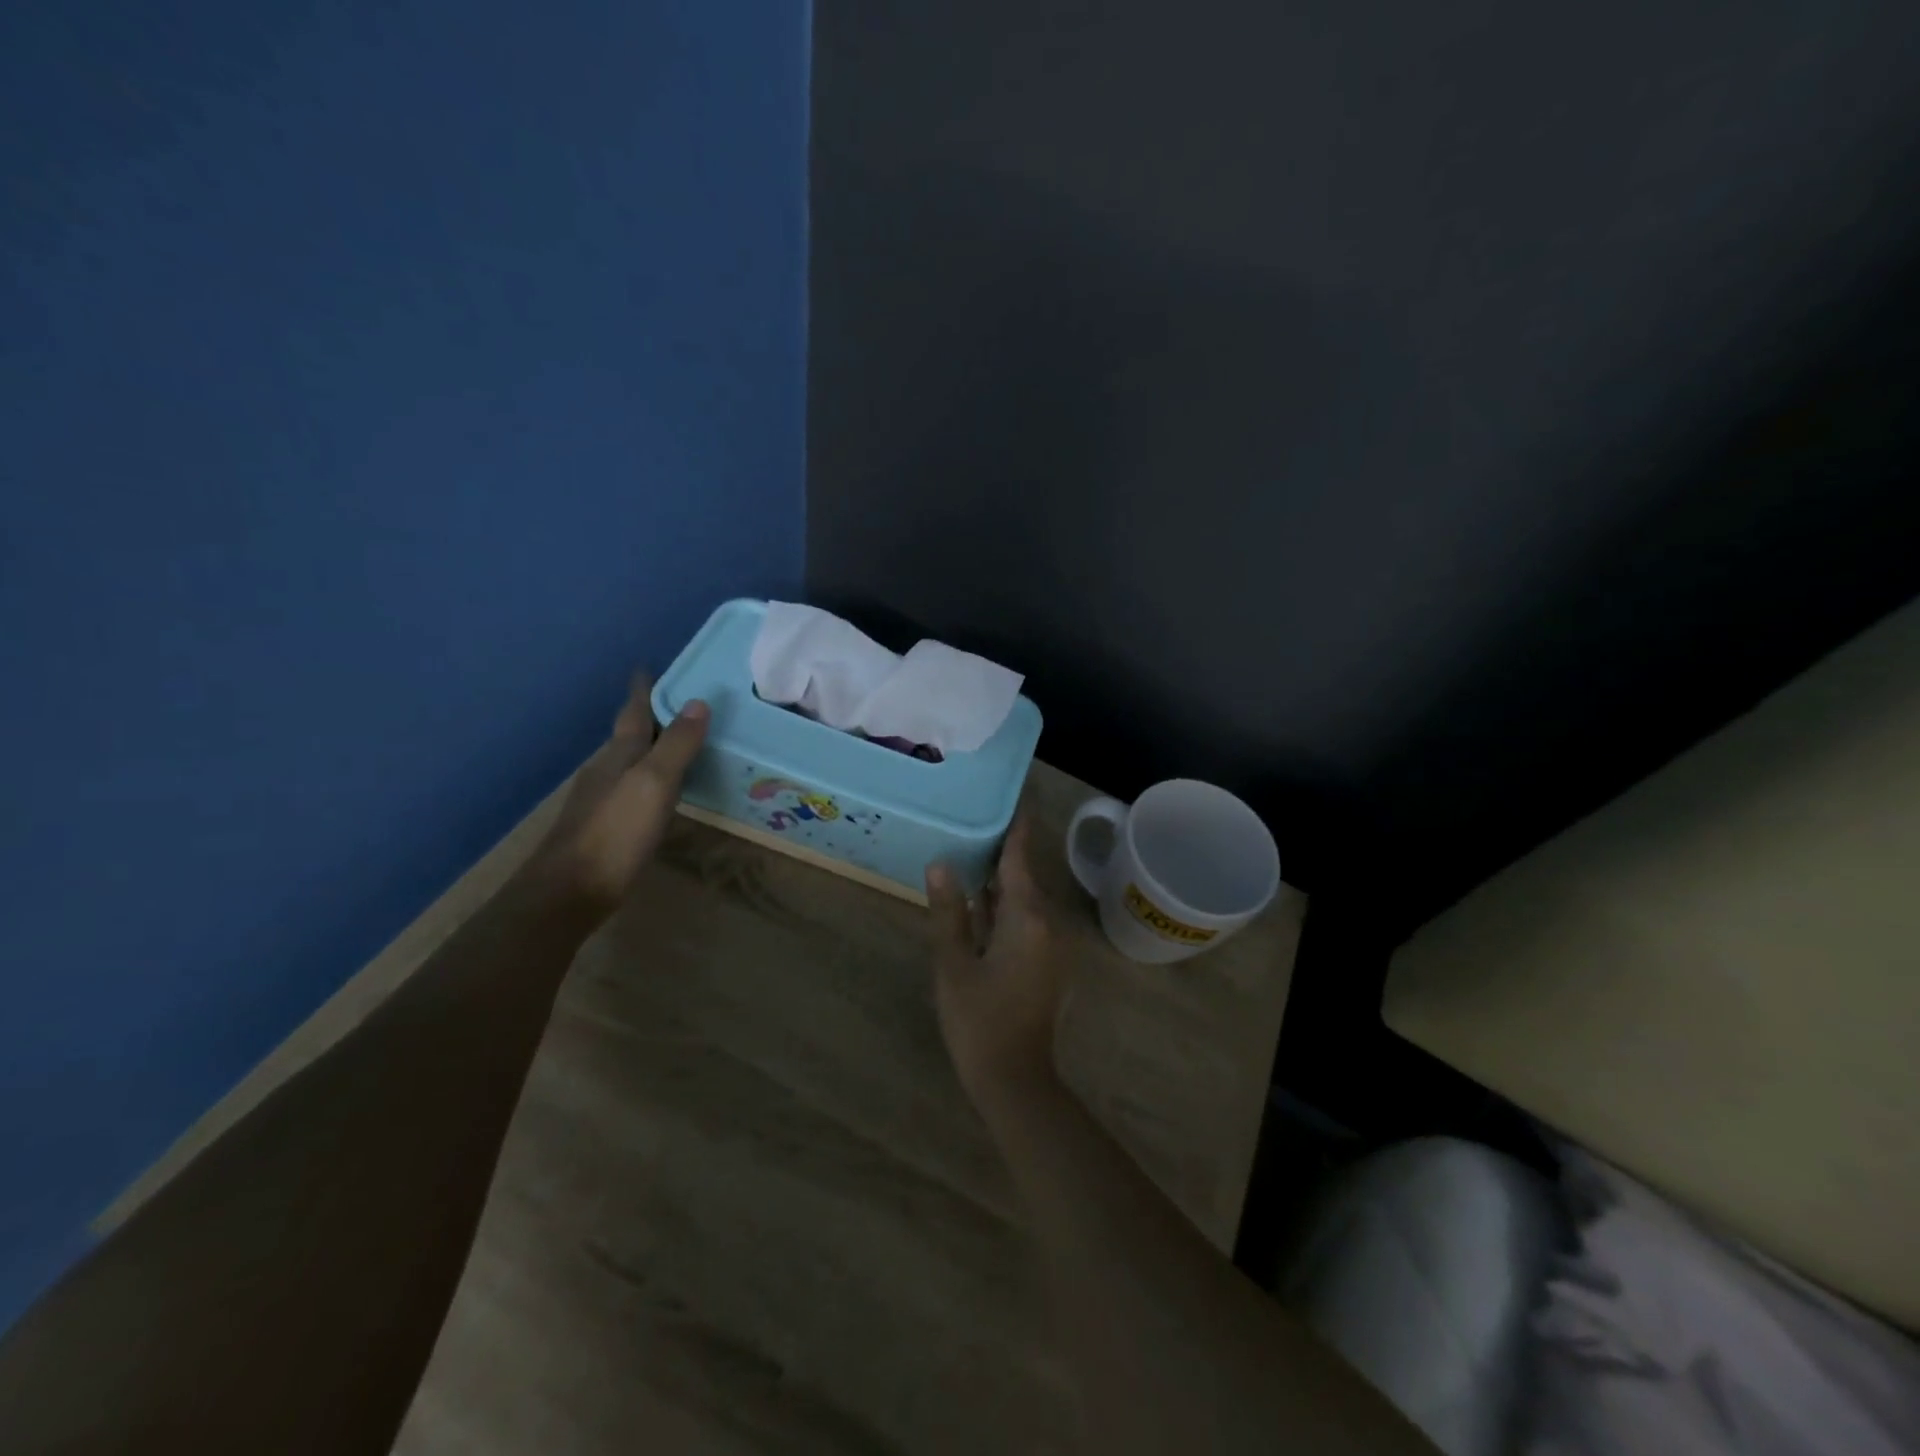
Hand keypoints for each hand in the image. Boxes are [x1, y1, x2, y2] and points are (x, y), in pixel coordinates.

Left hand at [531, 673, 709, 908]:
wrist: (569, 890)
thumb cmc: (616, 831)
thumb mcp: (654, 782)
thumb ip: (677, 744)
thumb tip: (699, 702)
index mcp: (619, 755)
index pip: (633, 712)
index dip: (642, 690)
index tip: (647, 668)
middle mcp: (607, 770)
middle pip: (630, 736)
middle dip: (651, 717)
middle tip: (680, 704)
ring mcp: (602, 800)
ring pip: (631, 763)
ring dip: (652, 749)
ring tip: (679, 743)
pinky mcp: (605, 827)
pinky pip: (634, 790)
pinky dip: (651, 780)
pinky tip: (662, 793)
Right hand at [925, 812, 1067, 1105]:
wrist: (1016, 1079)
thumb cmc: (979, 1021)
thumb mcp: (953, 964)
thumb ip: (948, 911)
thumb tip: (940, 864)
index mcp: (1028, 917)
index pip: (1020, 856)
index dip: (1015, 824)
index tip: (1009, 794)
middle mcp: (1049, 922)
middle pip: (1024, 874)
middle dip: (1001, 849)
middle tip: (972, 820)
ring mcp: (1054, 944)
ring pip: (1026, 898)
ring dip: (1002, 880)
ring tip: (971, 852)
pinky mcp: (1050, 961)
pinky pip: (1029, 919)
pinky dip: (1007, 905)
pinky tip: (981, 902)